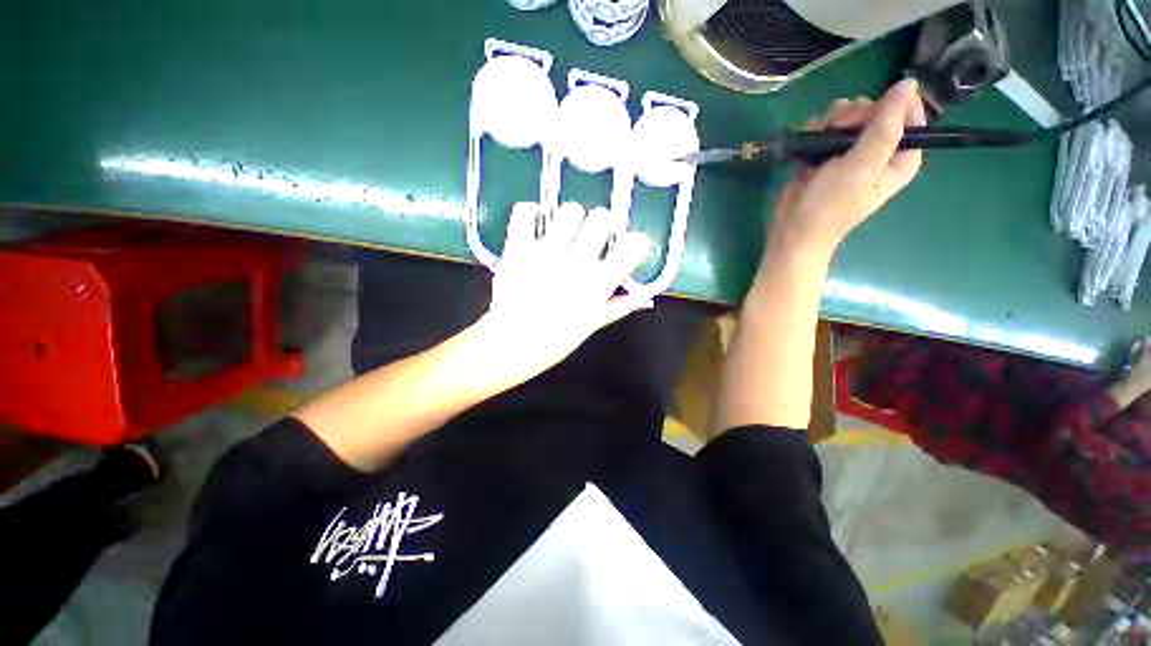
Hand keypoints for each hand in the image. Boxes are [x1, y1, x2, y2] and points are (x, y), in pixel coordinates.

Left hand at [482, 201, 652, 373]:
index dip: (635, 243)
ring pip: (570, 210)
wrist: (513, 344)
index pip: (635, 245)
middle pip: (602, 217)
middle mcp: (577, 262)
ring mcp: (546, 252)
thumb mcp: (594, 323)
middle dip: (601, 225)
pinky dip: (530, 214)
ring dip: (569, 219)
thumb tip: (645, 298)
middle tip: (591, 239)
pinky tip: (534, 226)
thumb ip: (621, 306)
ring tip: (561, 234)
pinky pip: (525, 212)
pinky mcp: (519, 248)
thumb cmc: (557, 340)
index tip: (627, 248)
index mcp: (599, 282)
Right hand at [771, 78, 926, 259]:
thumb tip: (909, 83)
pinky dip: (817, 130)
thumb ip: (885, 127)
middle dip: (854, 114)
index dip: (890, 105)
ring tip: (819, 139)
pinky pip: (828, 127)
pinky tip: (809, 141)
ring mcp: (851, 152)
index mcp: (900, 157)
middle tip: (838, 129)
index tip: (866, 112)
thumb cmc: (830, 206)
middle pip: (876, 111)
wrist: (793, 231)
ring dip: (832, 121)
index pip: (910, 114)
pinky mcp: (827, 154)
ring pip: (849, 116)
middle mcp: (879, 151)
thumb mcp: (861, 167)